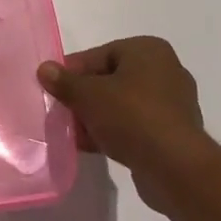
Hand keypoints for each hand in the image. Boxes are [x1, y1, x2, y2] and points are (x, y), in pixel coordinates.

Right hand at [38, 36, 213, 213]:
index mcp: (149, 50)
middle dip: (85, 96)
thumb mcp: (88, 95)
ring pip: (123, 105)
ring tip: (73, 132)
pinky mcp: (175, 134)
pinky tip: (92, 146)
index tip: (54, 88)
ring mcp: (174, 105)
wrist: (175, 169)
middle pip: (111, 79)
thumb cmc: (132, 116)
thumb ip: (64, 81)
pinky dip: (115, 132)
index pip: (100, 54)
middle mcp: (166, 71)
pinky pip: (136, 126)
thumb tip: (44, 69)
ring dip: (97, 117)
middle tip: (62, 110)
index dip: (73, 71)